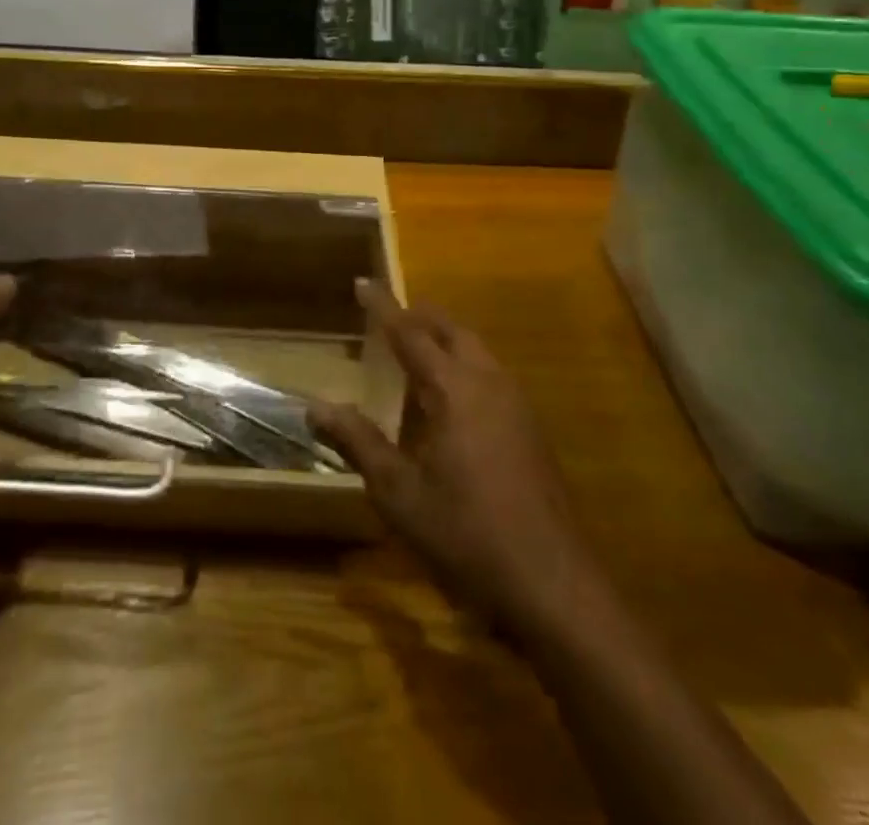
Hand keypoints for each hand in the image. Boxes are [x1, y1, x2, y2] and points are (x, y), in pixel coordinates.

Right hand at [311, 282, 603, 639]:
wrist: (553, 585)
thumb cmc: (466, 535)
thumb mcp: (399, 493)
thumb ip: (358, 442)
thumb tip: (316, 407)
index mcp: (454, 389)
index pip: (410, 333)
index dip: (383, 307)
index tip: (362, 283)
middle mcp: (489, 382)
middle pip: (452, 330)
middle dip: (419, 316)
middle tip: (389, 317)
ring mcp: (517, 405)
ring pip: (477, 350)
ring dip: (445, 340)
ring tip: (415, 352)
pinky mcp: (531, 429)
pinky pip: (491, 375)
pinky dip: (464, 365)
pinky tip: (450, 401)